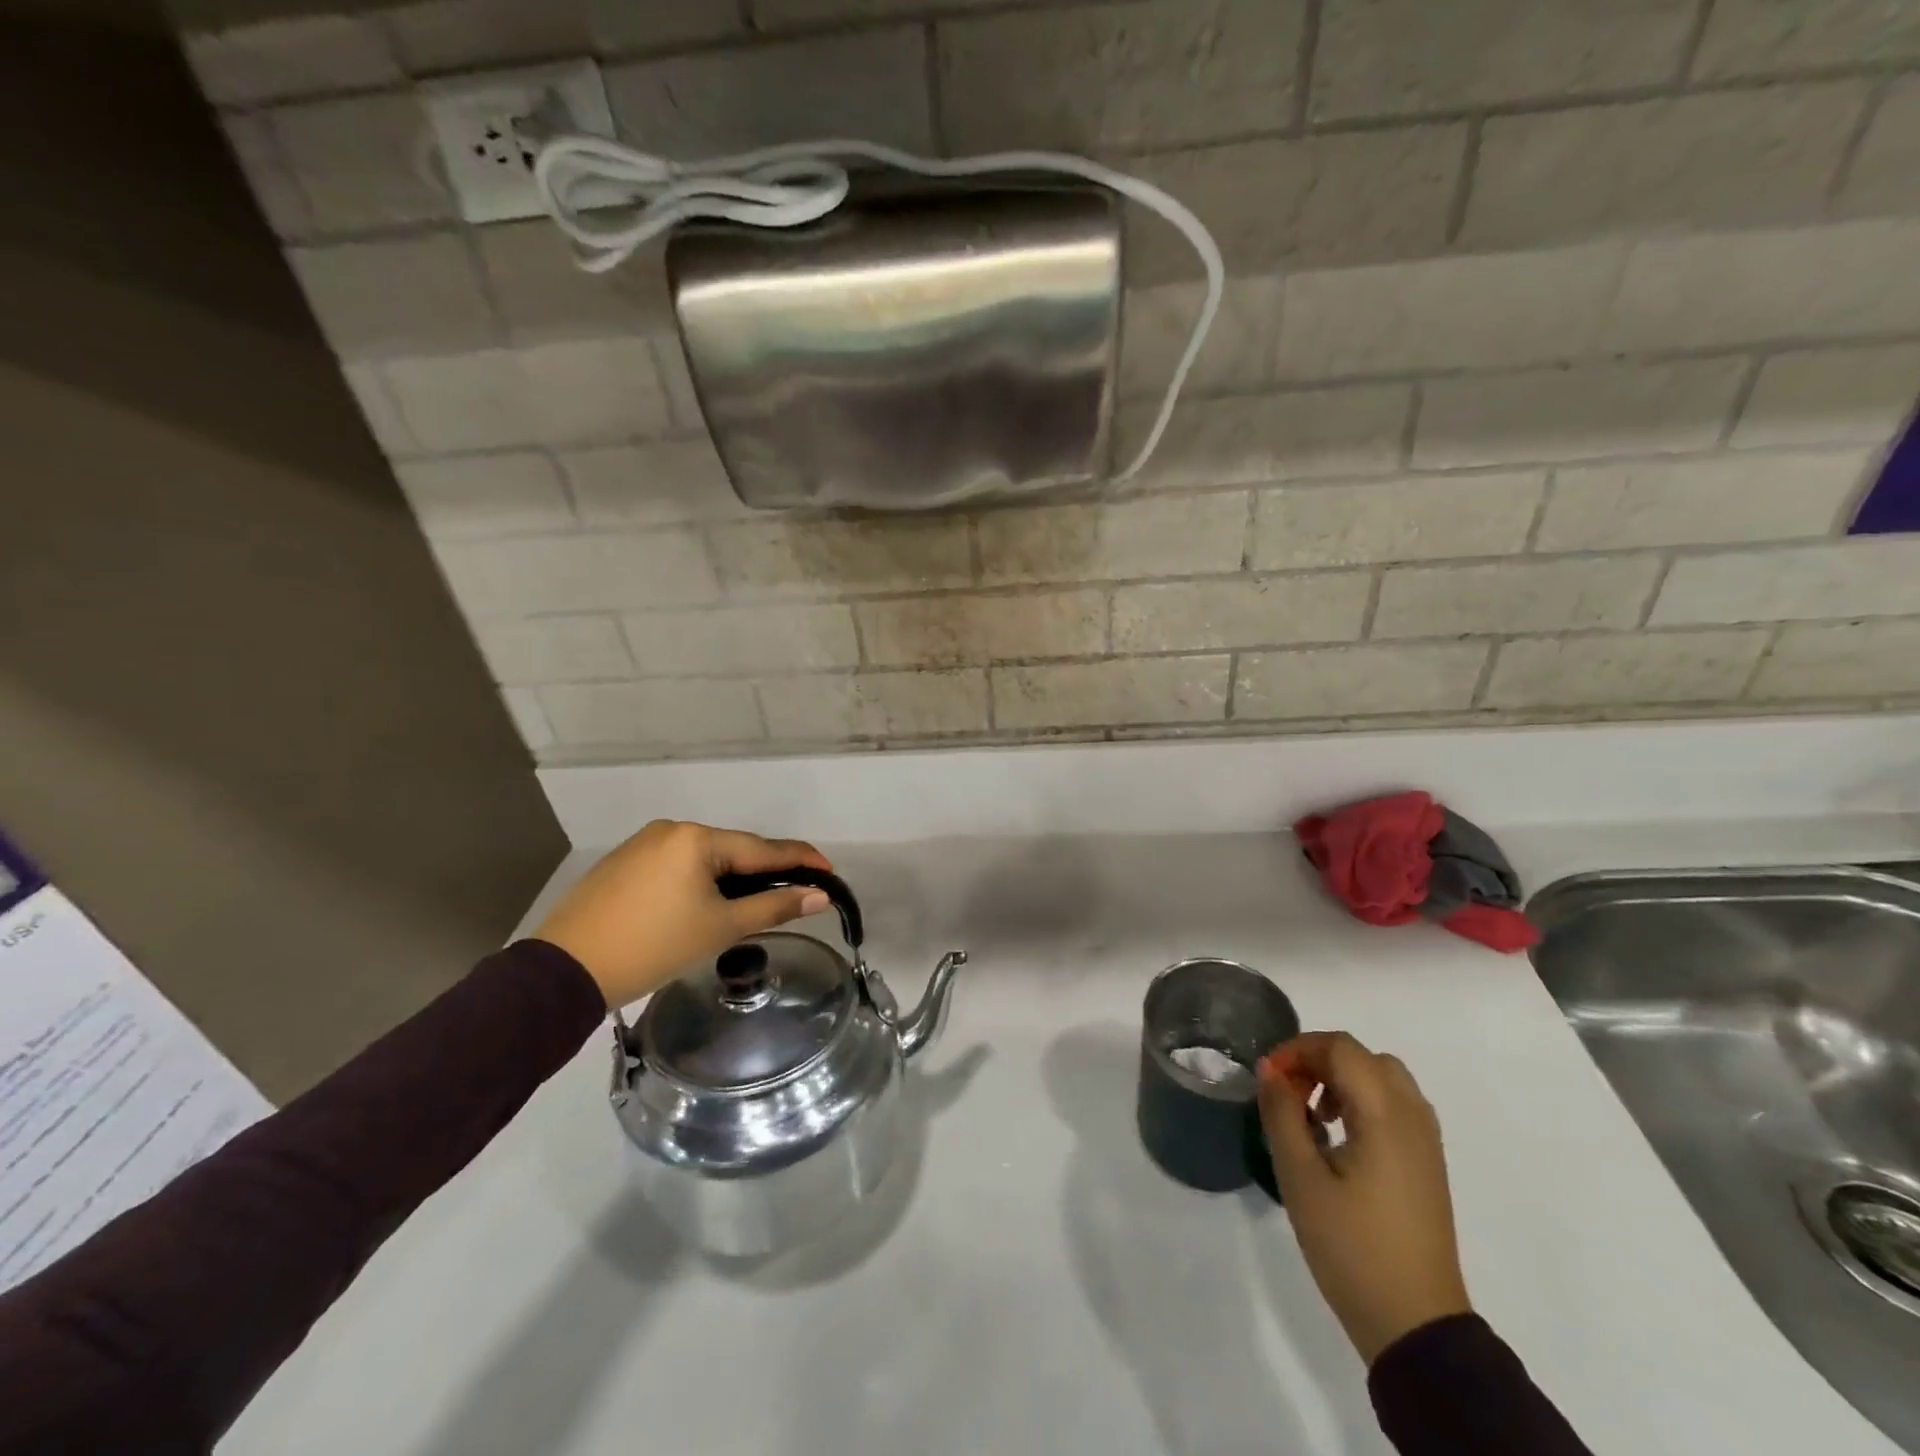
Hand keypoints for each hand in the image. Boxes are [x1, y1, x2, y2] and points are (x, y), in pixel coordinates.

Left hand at [533, 820, 833, 1007]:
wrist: (565, 970)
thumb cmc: (653, 946)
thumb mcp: (720, 927)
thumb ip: (774, 906)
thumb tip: (819, 896)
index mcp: (697, 838)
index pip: (763, 848)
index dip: (800, 860)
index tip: (830, 870)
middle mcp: (671, 829)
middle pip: (733, 851)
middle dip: (763, 872)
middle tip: (793, 894)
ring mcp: (643, 844)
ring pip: (703, 859)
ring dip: (730, 879)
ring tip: (749, 905)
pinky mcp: (623, 863)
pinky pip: (676, 866)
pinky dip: (698, 882)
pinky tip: (702, 905)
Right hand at [1257, 1031, 1471, 1364]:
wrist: (1416, 1325)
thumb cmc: (1351, 1246)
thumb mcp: (1300, 1177)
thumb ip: (1282, 1113)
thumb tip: (1270, 1069)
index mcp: (1384, 1114)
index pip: (1341, 1048)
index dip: (1298, 1049)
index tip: (1269, 1079)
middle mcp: (1412, 1117)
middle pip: (1363, 1057)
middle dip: (1319, 1061)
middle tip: (1289, 1094)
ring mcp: (1426, 1142)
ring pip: (1383, 1078)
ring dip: (1343, 1080)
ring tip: (1313, 1117)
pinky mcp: (1428, 1164)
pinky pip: (1396, 1106)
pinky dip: (1363, 1101)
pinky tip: (1340, 1140)